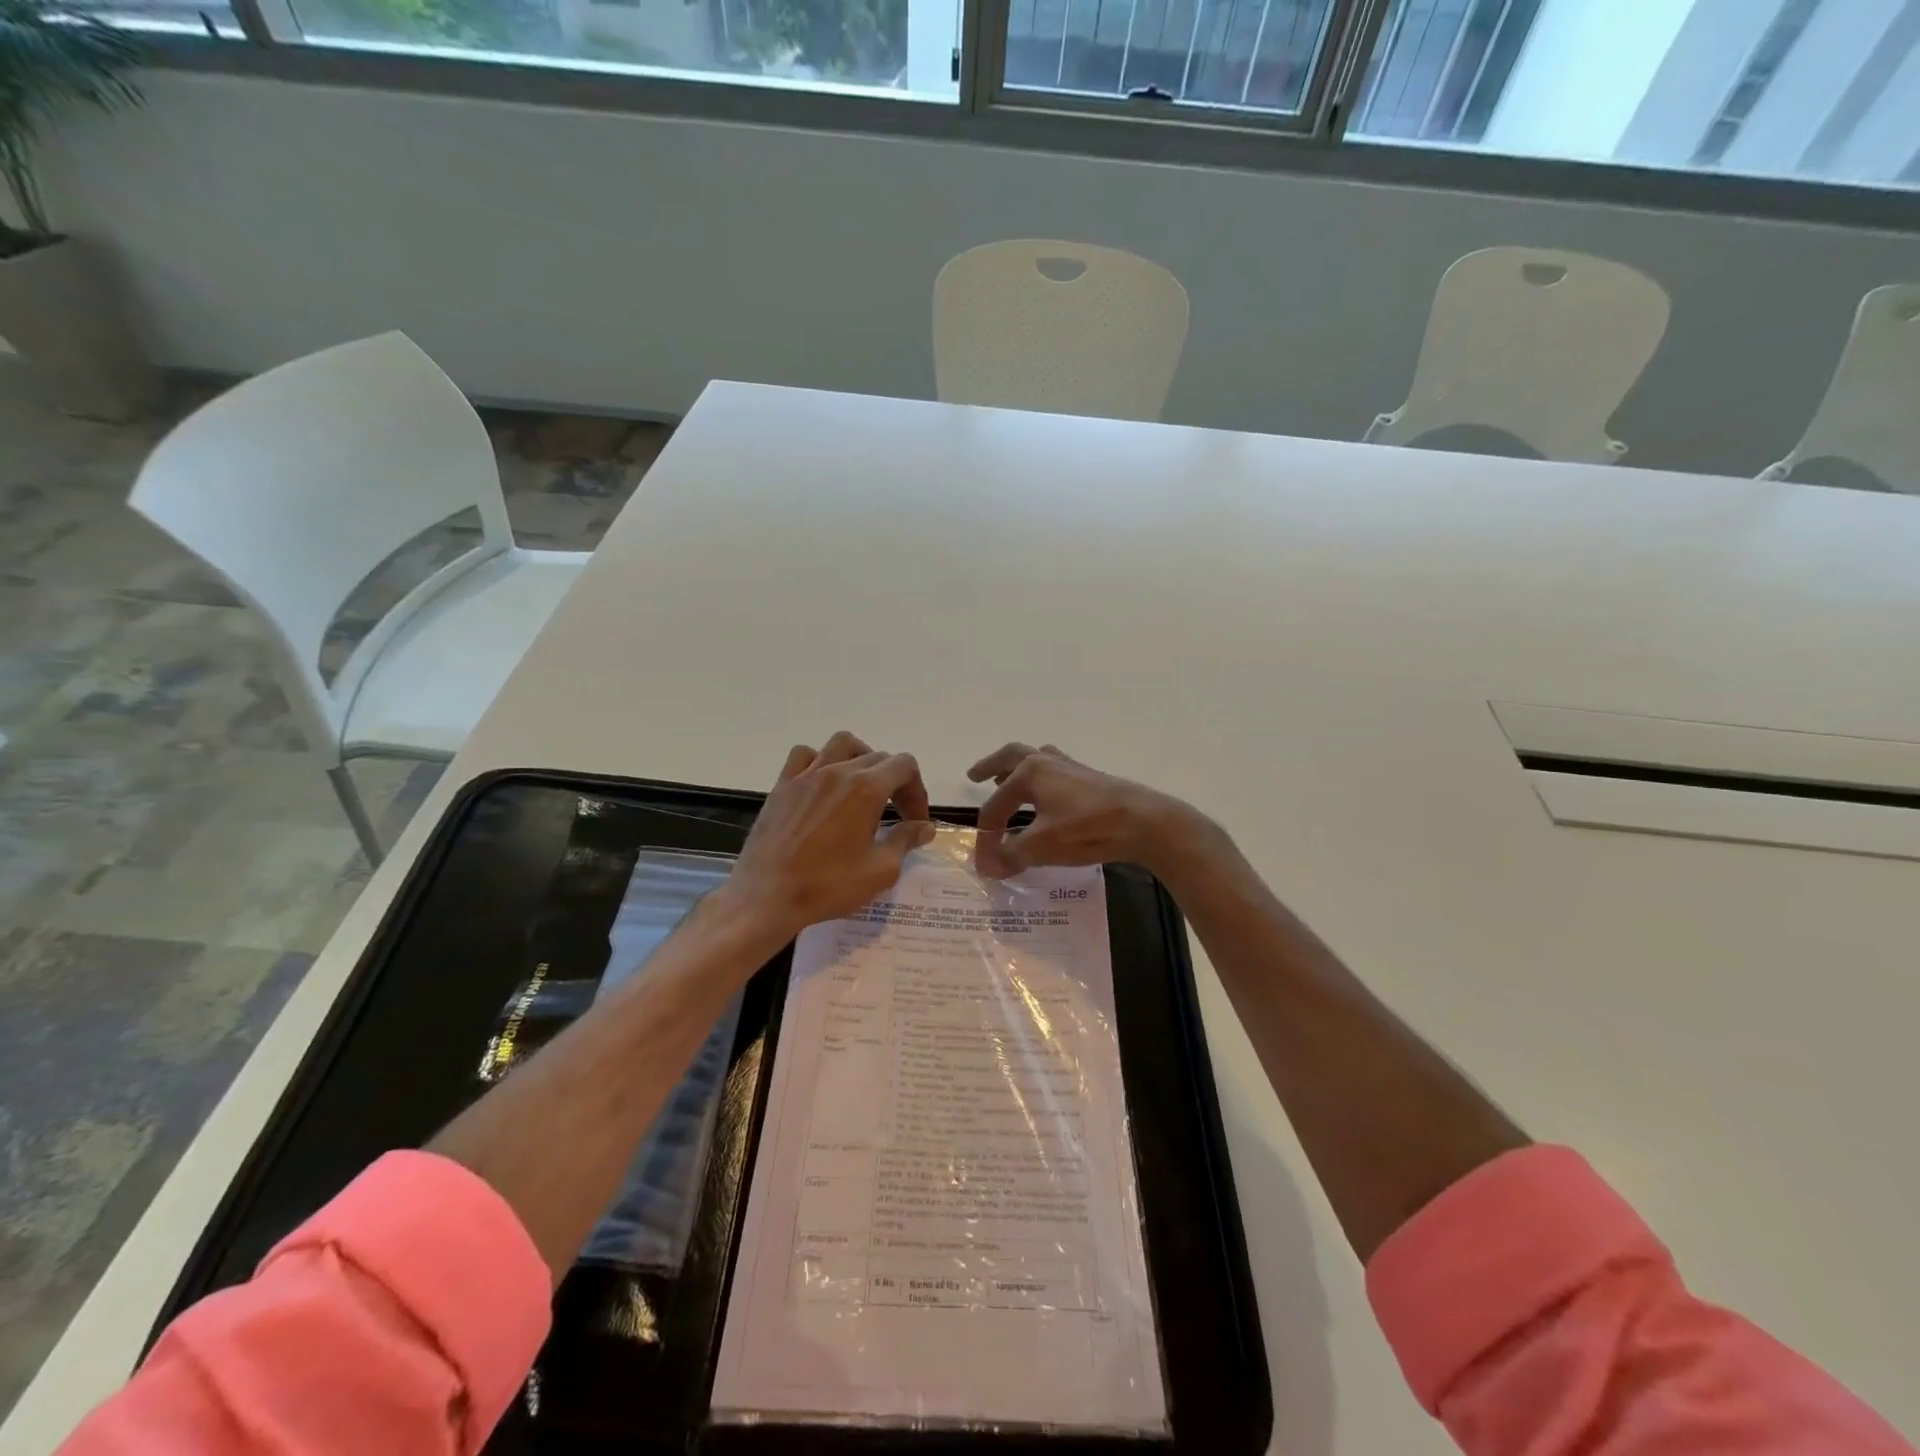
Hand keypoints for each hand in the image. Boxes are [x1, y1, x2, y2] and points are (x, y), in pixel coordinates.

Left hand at [725, 731, 934, 939]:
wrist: (766, 898)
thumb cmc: (828, 886)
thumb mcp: (880, 871)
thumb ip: (905, 841)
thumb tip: (924, 827)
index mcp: (866, 789)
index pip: (904, 766)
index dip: (917, 791)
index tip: (915, 822)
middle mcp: (837, 772)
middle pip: (878, 757)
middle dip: (896, 782)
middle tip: (897, 815)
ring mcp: (806, 775)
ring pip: (842, 745)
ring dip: (861, 759)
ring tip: (863, 787)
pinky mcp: (782, 786)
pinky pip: (804, 756)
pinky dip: (820, 761)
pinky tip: (823, 786)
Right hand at [968, 743, 1201, 878]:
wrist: (1144, 822)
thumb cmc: (1088, 828)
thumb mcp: (1043, 846)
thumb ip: (1011, 855)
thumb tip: (986, 868)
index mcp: (1030, 773)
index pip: (996, 805)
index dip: (986, 835)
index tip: (983, 862)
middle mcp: (1048, 763)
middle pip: (1011, 757)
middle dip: (991, 766)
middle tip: (974, 775)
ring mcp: (1071, 769)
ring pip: (1036, 759)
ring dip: (1017, 768)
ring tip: (1005, 779)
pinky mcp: (1090, 779)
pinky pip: (1056, 770)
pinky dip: (1041, 778)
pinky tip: (1047, 794)